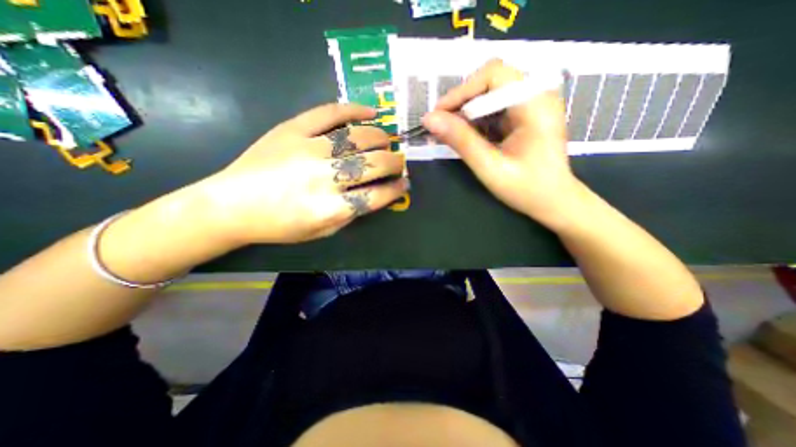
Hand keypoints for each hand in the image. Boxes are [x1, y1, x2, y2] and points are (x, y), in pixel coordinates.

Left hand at [199, 104, 410, 244]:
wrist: (230, 205)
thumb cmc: (279, 226)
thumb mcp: (321, 232)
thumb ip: (350, 215)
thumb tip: (375, 195)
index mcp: (330, 209)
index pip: (377, 196)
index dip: (396, 190)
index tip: (404, 184)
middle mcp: (324, 178)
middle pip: (374, 165)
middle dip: (395, 163)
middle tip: (399, 162)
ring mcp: (308, 149)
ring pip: (359, 137)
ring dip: (381, 139)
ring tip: (387, 141)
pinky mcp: (292, 129)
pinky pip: (330, 113)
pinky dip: (355, 109)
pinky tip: (371, 112)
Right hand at [422, 58, 581, 227]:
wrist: (554, 201)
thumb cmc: (526, 189)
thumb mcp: (490, 168)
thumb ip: (461, 141)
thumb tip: (429, 119)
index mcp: (535, 105)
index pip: (494, 75)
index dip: (462, 91)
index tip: (438, 115)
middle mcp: (537, 95)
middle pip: (490, 80)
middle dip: (462, 102)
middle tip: (442, 126)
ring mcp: (532, 104)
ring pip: (489, 93)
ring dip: (466, 112)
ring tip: (451, 135)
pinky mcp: (524, 114)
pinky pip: (494, 107)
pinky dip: (476, 120)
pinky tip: (468, 138)